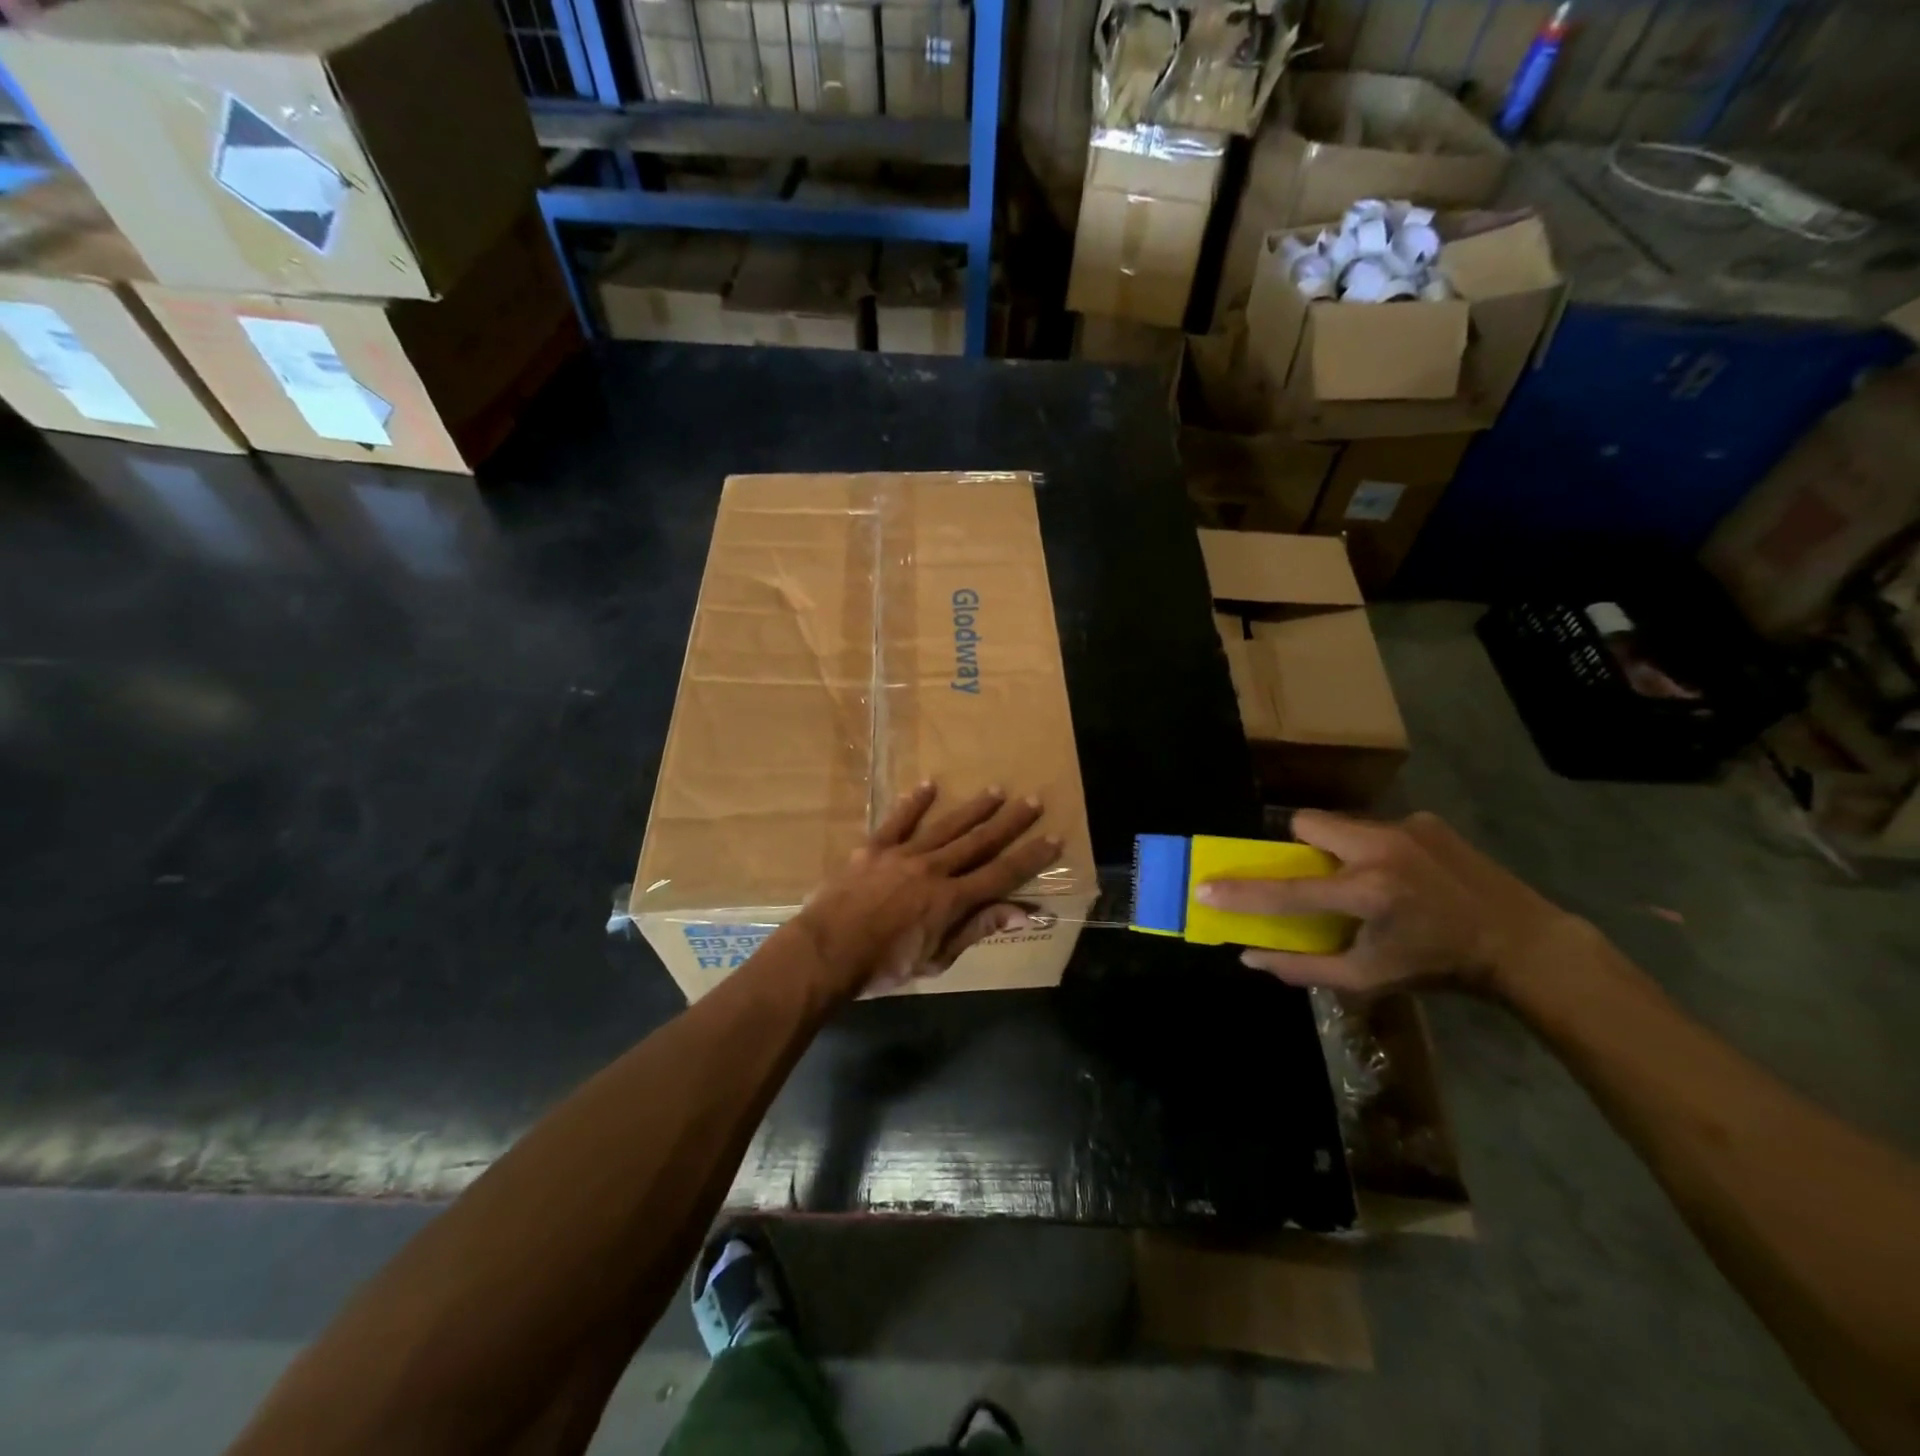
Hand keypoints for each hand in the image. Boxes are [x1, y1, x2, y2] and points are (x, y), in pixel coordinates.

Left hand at [791, 783, 1062, 997]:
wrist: (826, 952)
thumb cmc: (883, 966)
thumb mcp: (937, 959)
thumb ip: (977, 929)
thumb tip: (1023, 913)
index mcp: (952, 900)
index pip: (1002, 874)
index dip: (1030, 857)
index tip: (1054, 839)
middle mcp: (934, 869)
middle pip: (979, 842)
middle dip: (1009, 822)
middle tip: (1032, 801)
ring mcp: (903, 855)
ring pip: (946, 826)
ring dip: (973, 808)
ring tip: (996, 790)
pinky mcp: (874, 849)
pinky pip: (898, 821)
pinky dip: (915, 803)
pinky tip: (929, 785)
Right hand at [1196, 810, 1576, 997]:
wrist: (1523, 943)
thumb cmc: (1437, 967)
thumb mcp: (1368, 979)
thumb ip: (1302, 967)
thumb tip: (1248, 955)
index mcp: (1368, 894)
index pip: (1288, 891)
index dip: (1242, 892)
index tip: (1206, 887)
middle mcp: (1382, 849)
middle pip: (1307, 823)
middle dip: (1298, 846)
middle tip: (1313, 875)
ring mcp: (1406, 827)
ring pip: (1340, 822)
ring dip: (1336, 846)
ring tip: (1364, 878)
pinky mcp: (1426, 819)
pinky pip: (1375, 825)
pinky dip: (1373, 847)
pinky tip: (1403, 873)